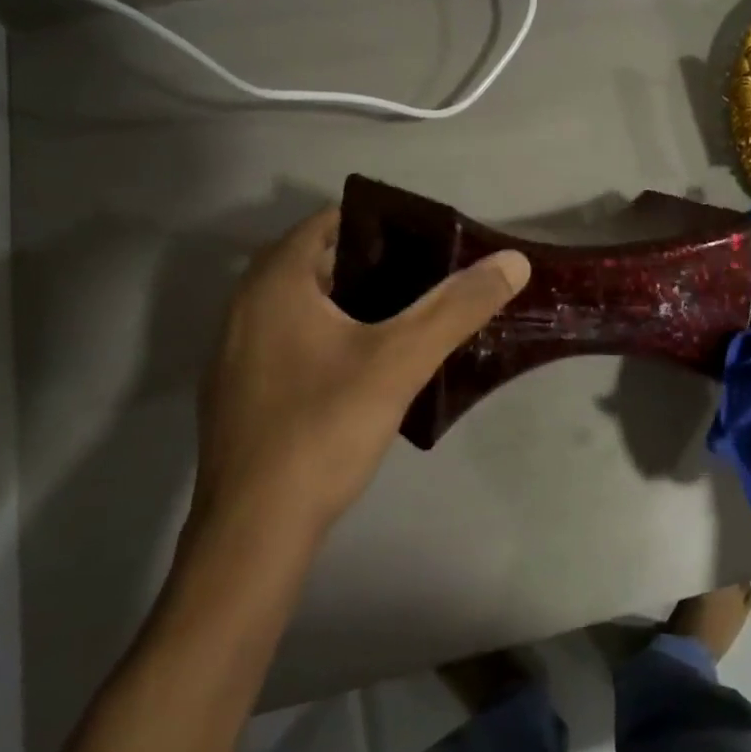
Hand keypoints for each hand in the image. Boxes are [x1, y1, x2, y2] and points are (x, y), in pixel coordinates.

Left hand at [190, 207, 530, 561]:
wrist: (255, 530)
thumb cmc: (324, 427)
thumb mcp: (401, 360)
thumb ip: (457, 306)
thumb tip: (515, 261)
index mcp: (274, 281)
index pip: (333, 221)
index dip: (387, 225)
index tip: (433, 243)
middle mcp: (244, 304)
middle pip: (320, 262)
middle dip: (378, 265)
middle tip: (434, 280)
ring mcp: (236, 350)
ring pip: (305, 305)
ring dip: (355, 303)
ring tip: (412, 318)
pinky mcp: (240, 390)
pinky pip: (292, 339)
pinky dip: (330, 336)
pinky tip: (368, 367)